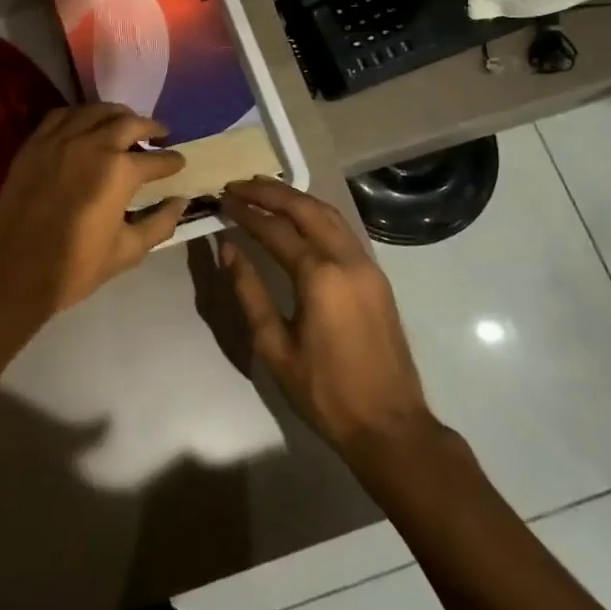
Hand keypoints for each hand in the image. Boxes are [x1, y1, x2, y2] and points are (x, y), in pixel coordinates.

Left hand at [0, 103, 189, 320]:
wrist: (13, 272)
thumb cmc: (75, 267)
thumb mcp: (128, 251)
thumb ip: (159, 223)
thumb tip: (180, 202)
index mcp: (119, 171)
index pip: (156, 159)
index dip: (172, 160)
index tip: (180, 162)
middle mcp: (91, 144)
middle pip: (128, 123)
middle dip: (150, 127)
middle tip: (160, 134)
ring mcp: (59, 140)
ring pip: (95, 110)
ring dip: (117, 114)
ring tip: (126, 123)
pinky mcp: (34, 144)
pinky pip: (61, 115)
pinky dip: (80, 115)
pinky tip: (86, 124)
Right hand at [219, 177, 436, 459]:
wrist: (389, 425)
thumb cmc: (324, 391)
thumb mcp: (274, 346)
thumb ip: (249, 291)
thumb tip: (228, 248)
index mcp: (320, 276)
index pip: (275, 229)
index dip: (246, 212)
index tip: (222, 198)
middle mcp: (347, 260)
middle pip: (306, 208)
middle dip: (270, 192)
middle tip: (239, 184)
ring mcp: (367, 265)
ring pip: (329, 214)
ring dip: (295, 198)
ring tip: (264, 191)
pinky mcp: (376, 276)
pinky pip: (343, 230)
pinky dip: (316, 214)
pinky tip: (298, 217)